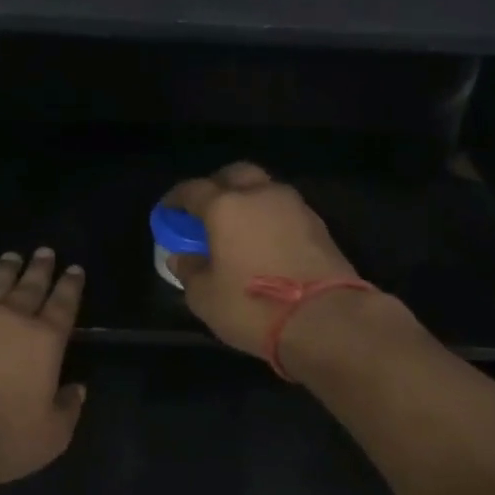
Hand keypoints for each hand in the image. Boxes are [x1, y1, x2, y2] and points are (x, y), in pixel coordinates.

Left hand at [0, 249, 86, 487]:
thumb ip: (68, 409)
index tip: (75, 269)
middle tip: (46, 251)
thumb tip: (77, 389)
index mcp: (45, 340)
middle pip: (31, 285)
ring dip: (6, 269)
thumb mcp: (51, 435)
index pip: (64, 305)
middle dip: (41, 268)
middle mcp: (12, 319)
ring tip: (12, 257)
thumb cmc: (1, 437)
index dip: (71, 286)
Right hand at [162, 162, 363, 360]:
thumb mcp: (205, 297)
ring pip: (265, 189)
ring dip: (249, 201)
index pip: (192, 189)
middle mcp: (261, 195)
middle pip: (235, 174)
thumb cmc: (253, 307)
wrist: (327, 319)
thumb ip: (190, 271)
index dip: (176, 199)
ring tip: (239, 228)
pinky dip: (271, 219)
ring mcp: (295, 207)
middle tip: (207, 210)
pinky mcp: (319, 226)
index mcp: (226, 206)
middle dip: (217, 186)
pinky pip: (285, 211)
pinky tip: (266, 243)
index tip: (168, 213)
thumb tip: (182, 258)